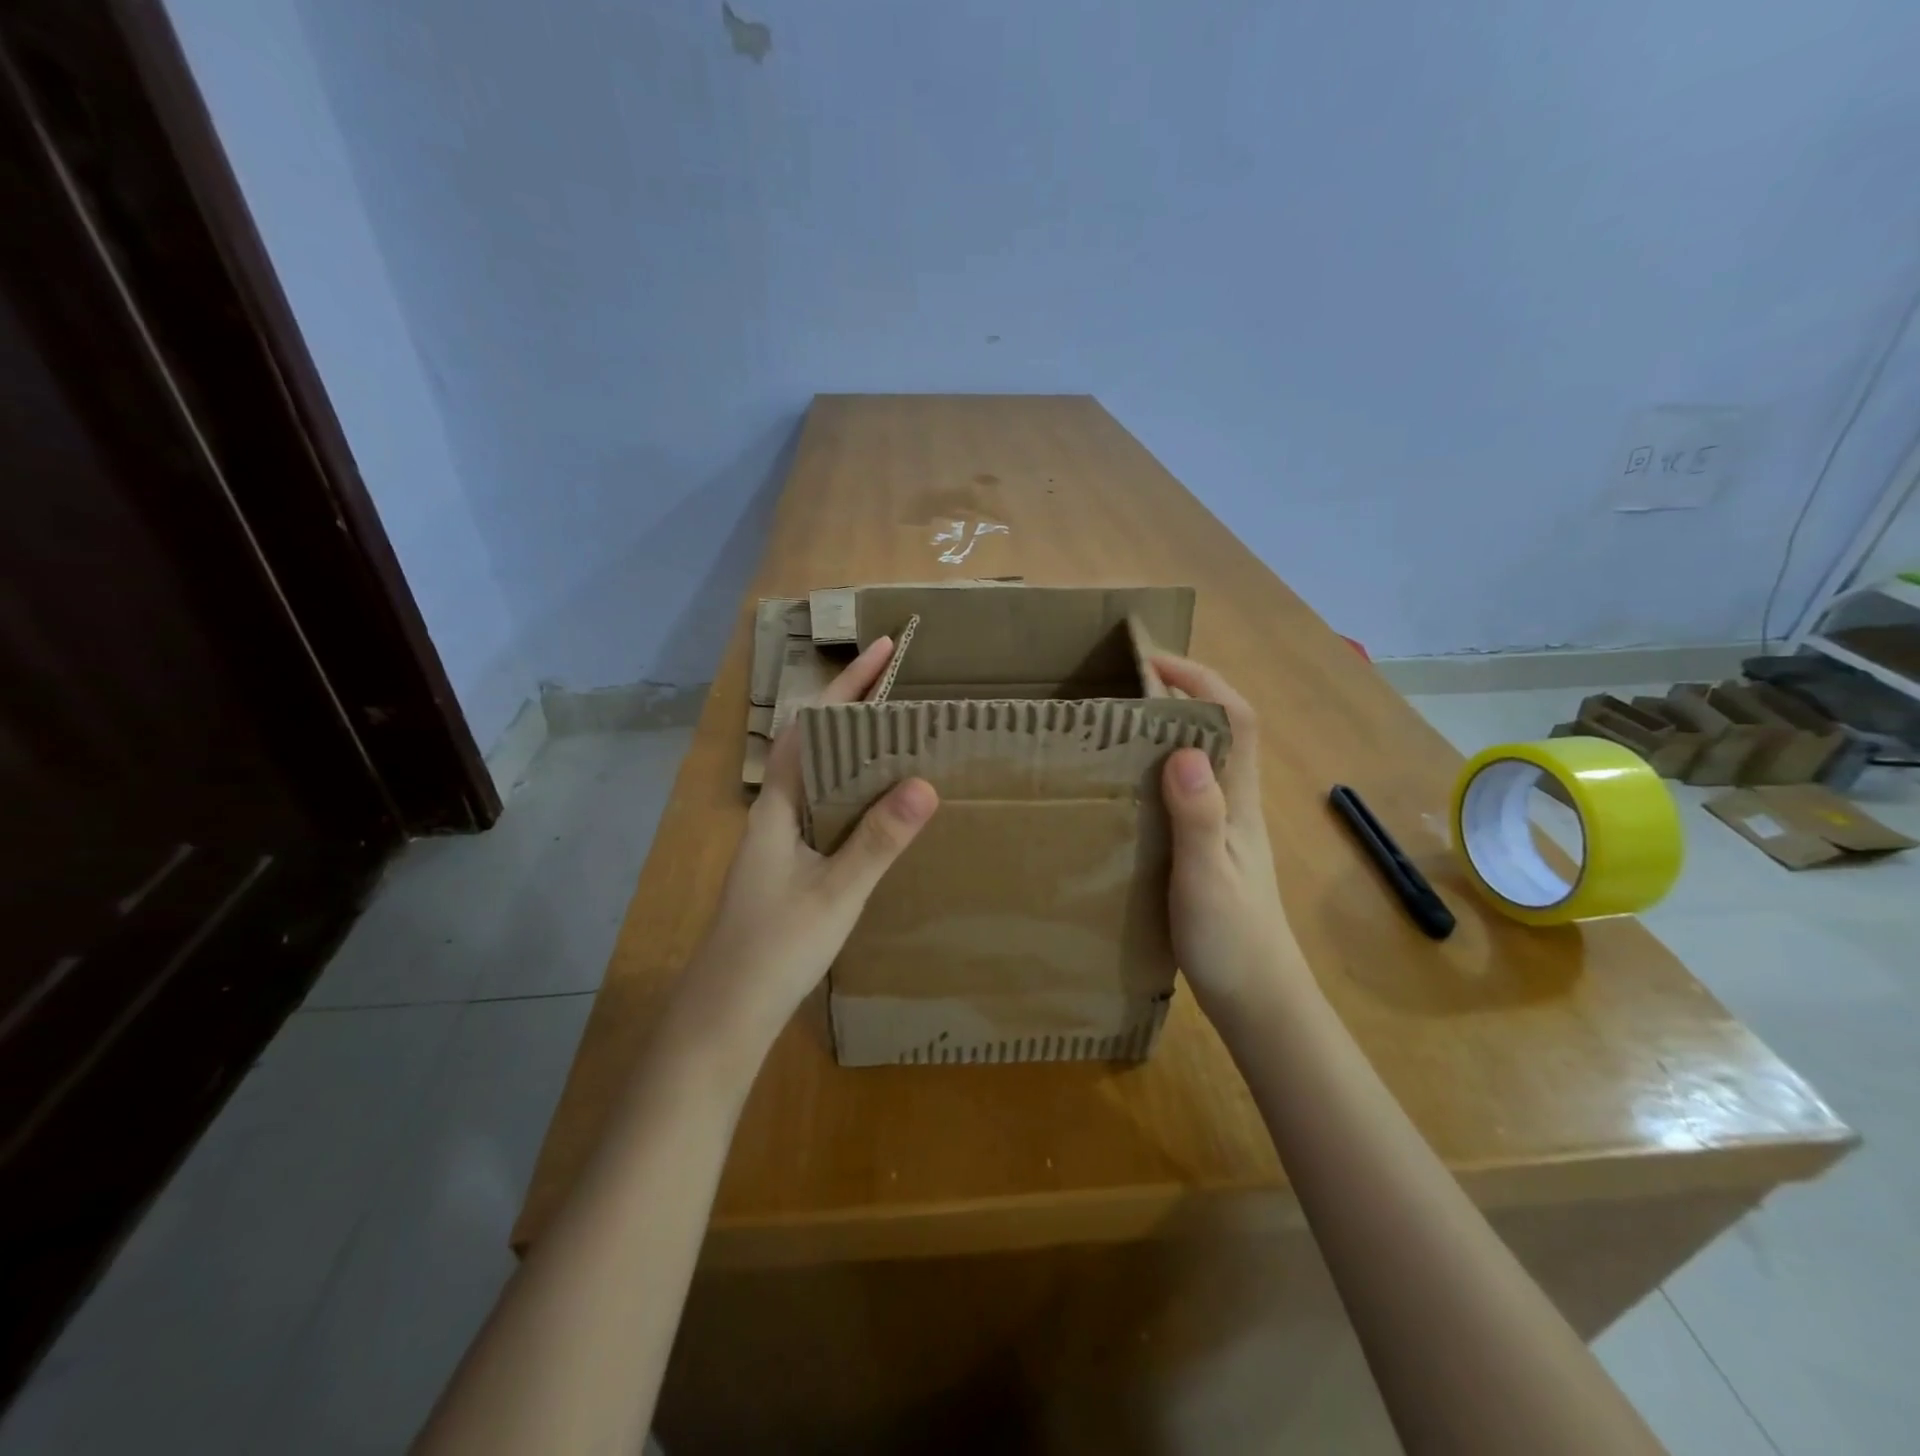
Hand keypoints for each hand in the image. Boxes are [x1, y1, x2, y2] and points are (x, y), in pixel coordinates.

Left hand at [678, 636, 938, 1048]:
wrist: (724, 1016)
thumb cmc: (774, 949)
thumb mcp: (836, 893)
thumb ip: (878, 839)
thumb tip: (924, 781)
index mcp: (778, 805)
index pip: (815, 727)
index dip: (848, 686)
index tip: (883, 650)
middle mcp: (775, 813)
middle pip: (817, 745)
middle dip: (857, 711)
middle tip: (906, 693)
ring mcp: (779, 842)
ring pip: (822, 780)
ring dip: (858, 753)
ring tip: (903, 740)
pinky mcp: (788, 869)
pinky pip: (827, 813)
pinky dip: (856, 795)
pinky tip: (882, 810)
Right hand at [1153, 654, 1305, 1018]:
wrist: (1258, 1000)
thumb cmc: (1232, 940)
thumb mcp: (1206, 877)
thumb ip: (1198, 816)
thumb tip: (1183, 748)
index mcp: (1240, 801)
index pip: (1235, 718)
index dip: (1201, 679)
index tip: (1151, 661)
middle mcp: (1237, 803)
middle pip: (1222, 727)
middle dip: (1183, 692)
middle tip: (1126, 685)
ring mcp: (1226, 826)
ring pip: (1206, 757)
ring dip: (1172, 727)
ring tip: (1120, 723)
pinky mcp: (1210, 848)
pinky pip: (1189, 789)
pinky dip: (1163, 767)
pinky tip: (1131, 784)